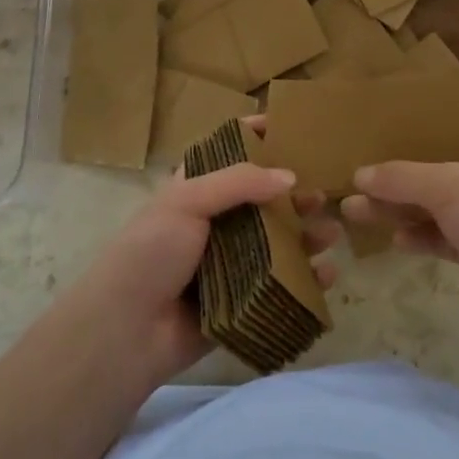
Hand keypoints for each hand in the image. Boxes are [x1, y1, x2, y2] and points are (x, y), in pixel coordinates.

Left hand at [60, 134, 340, 385]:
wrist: (126, 331)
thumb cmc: (151, 254)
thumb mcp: (186, 202)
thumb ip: (238, 183)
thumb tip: (290, 177)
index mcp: (194, 193)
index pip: (227, 155)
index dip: (255, 138)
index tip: (290, 127)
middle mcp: (214, 226)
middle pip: (262, 202)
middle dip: (294, 195)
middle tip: (323, 192)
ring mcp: (229, 266)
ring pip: (277, 244)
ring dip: (306, 236)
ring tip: (333, 231)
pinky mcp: (241, 303)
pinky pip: (280, 287)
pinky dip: (306, 279)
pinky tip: (327, 273)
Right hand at [340, 117, 458, 351]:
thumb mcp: (451, 189)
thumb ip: (402, 177)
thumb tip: (359, 175)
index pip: (452, 119)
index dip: (415, 119)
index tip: (374, 121)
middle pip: (434, 162)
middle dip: (392, 171)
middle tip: (350, 177)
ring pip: (433, 202)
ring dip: (397, 206)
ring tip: (352, 211)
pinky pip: (442, 235)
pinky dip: (419, 236)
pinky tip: (394, 242)